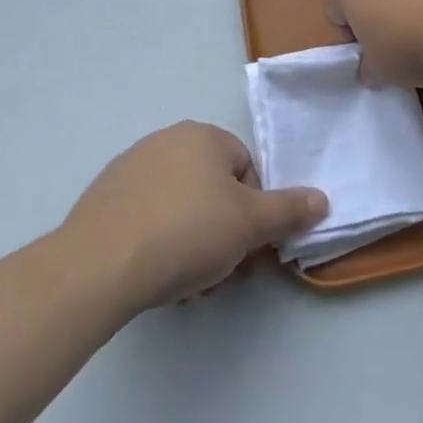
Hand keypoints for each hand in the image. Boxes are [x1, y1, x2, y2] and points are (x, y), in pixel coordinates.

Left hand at [62, 122, 327, 312]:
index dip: (253, 212)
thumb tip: (322, 199)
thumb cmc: (186, 233)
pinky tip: (155, 277)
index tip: (247, 251)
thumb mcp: (249, 225)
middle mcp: (166, 140)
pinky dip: (158, 244)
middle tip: (221, 275)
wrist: (100, 265)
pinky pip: (147, 218)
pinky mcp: (104, 199)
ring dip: (193, 244)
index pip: (246, 169)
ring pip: (180, 207)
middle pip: (212, 190)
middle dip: (223, 234)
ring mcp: (130, 168)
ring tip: (188, 286)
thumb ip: (288, 211)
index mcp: (203, 136)